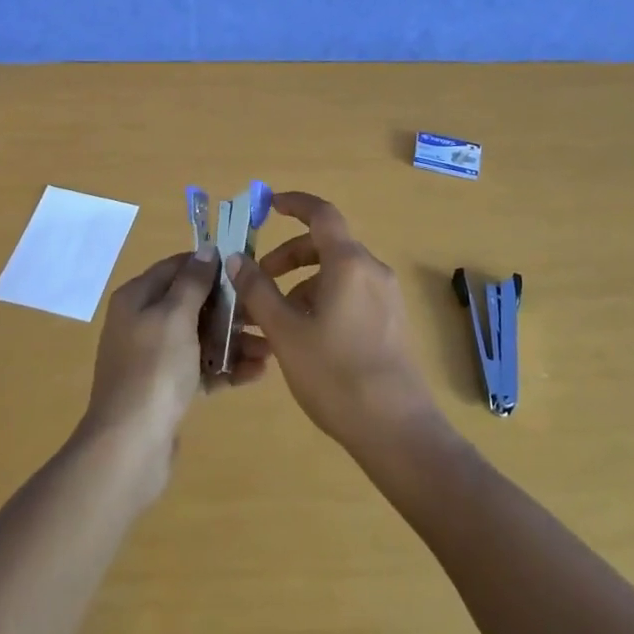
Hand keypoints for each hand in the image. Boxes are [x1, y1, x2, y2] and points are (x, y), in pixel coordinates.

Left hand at [78, 252, 269, 499]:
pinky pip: (200, 368)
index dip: (211, 265)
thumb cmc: (154, 370)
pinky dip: (225, 367)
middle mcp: (143, 322)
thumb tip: (206, 250)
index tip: (247, 270)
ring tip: (269, 349)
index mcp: (137, 297)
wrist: (129, 448)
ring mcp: (154, 357)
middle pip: (193, 303)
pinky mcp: (166, 388)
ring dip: (233, 340)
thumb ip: (192, 281)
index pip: (178, 266)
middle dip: (230, 308)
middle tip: (265, 313)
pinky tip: (256, 373)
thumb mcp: (175, 316)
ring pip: (200, 337)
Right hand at [230, 192, 439, 458]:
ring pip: (337, 272)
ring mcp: (386, 297)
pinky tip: (305, 337)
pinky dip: (323, 299)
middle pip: (326, 245)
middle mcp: (372, 270)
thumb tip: (236, 258)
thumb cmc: (335, 374)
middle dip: (288, 256)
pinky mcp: (391, 322)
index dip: (294, 203)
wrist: (397, 430)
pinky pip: (351, 293)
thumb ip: (258, 291)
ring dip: (303, 283)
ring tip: (275, 319)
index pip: (321, 213)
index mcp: (349, 262)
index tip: (268, 205)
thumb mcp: (286, 332)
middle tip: (258, 280)